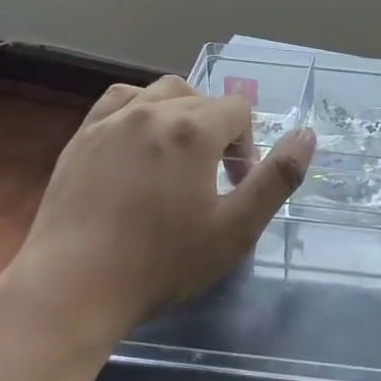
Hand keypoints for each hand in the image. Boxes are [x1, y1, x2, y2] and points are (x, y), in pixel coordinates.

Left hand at [0, 75, 315, 353]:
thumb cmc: (161, 262)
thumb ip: (277, 178)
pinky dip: (140, 111)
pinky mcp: (81, 137)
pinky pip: (120, 101)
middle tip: (212, 182)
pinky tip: (138, 144)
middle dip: (218, 133)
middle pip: (202, 100)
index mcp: (192, 129)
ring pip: (161, 92)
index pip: (238, 111)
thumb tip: (307, 135)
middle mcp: (152, 110)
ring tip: (178, 157)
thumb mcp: (236, 229)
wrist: (73, 288)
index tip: (236, 189)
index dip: (247, 147)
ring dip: (181, 114)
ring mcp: (111, 121)